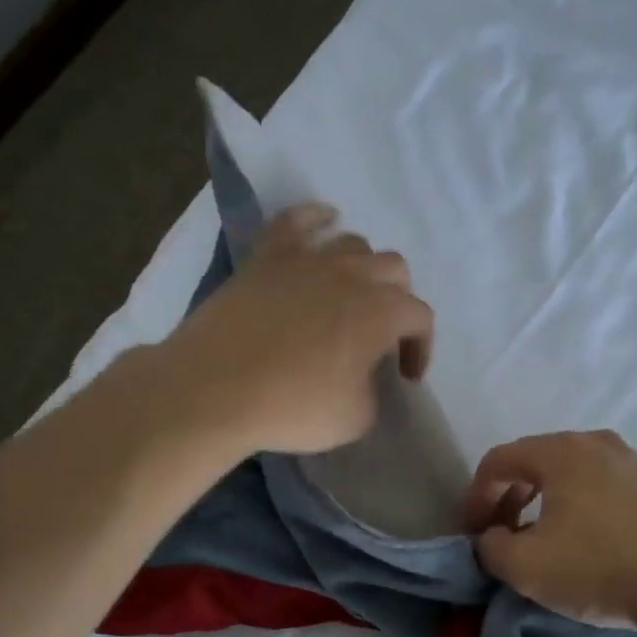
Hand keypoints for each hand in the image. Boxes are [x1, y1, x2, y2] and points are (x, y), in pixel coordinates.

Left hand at [161, 204, 434, 455]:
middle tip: (381, 332)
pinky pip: (297, 221)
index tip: (405, 376)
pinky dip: (316, 218)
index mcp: (382, 312)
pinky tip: (324, 221)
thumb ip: (374, 393)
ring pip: (353, 243)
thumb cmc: (292, 407)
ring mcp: (308, 259)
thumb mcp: (355, 419)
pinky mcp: (267, 257)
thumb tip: (364, 378)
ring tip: (350, 292)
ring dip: (362, 266)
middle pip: (395, 269)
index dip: (420, 347)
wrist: (215, 389)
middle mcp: (353, 275)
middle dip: (398, 299)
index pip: (420, 318)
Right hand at [460, 430, 636, 628]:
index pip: (499, 460)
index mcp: (560, 452)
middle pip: (533, 462)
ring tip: (539, 539)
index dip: (475, 495)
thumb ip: (489, 547)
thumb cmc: (598, 568)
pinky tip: (583, 540)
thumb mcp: (524, 567)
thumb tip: (492, 539)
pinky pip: (600, 485)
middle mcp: (595, 442)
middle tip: (500, 535)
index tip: (472, 532)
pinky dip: (577, 505)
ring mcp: (631, 460)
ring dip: (542, 502)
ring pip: (569, 473)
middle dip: (508, 498)